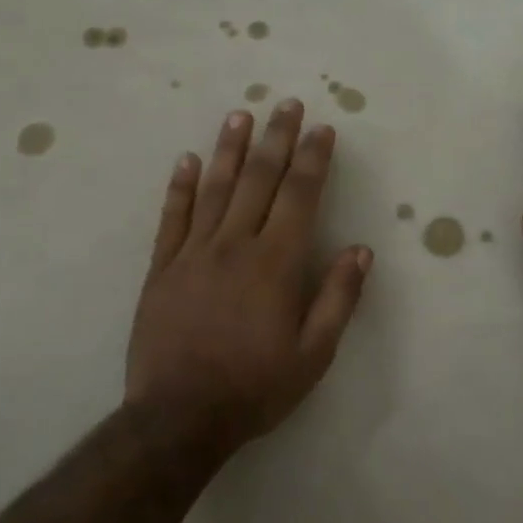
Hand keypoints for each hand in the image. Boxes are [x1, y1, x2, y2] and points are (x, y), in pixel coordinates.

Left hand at [126, 100, 371, 448]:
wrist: (179, 418)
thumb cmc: (255, 386)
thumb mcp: (314, 354)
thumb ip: (338, 298)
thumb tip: (361, 250)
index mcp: (276, 263)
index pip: (299, 196)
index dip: (313, 159)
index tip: (323, 129)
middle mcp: (235, 245)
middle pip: (259, 180)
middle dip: (277, 139)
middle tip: (286, 105)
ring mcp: (193, 254)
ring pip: (215, 189)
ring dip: (229, 149)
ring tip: (240, 115)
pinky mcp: (162, 269)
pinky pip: (172, 218)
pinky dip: (180, 187)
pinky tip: (187, 160)